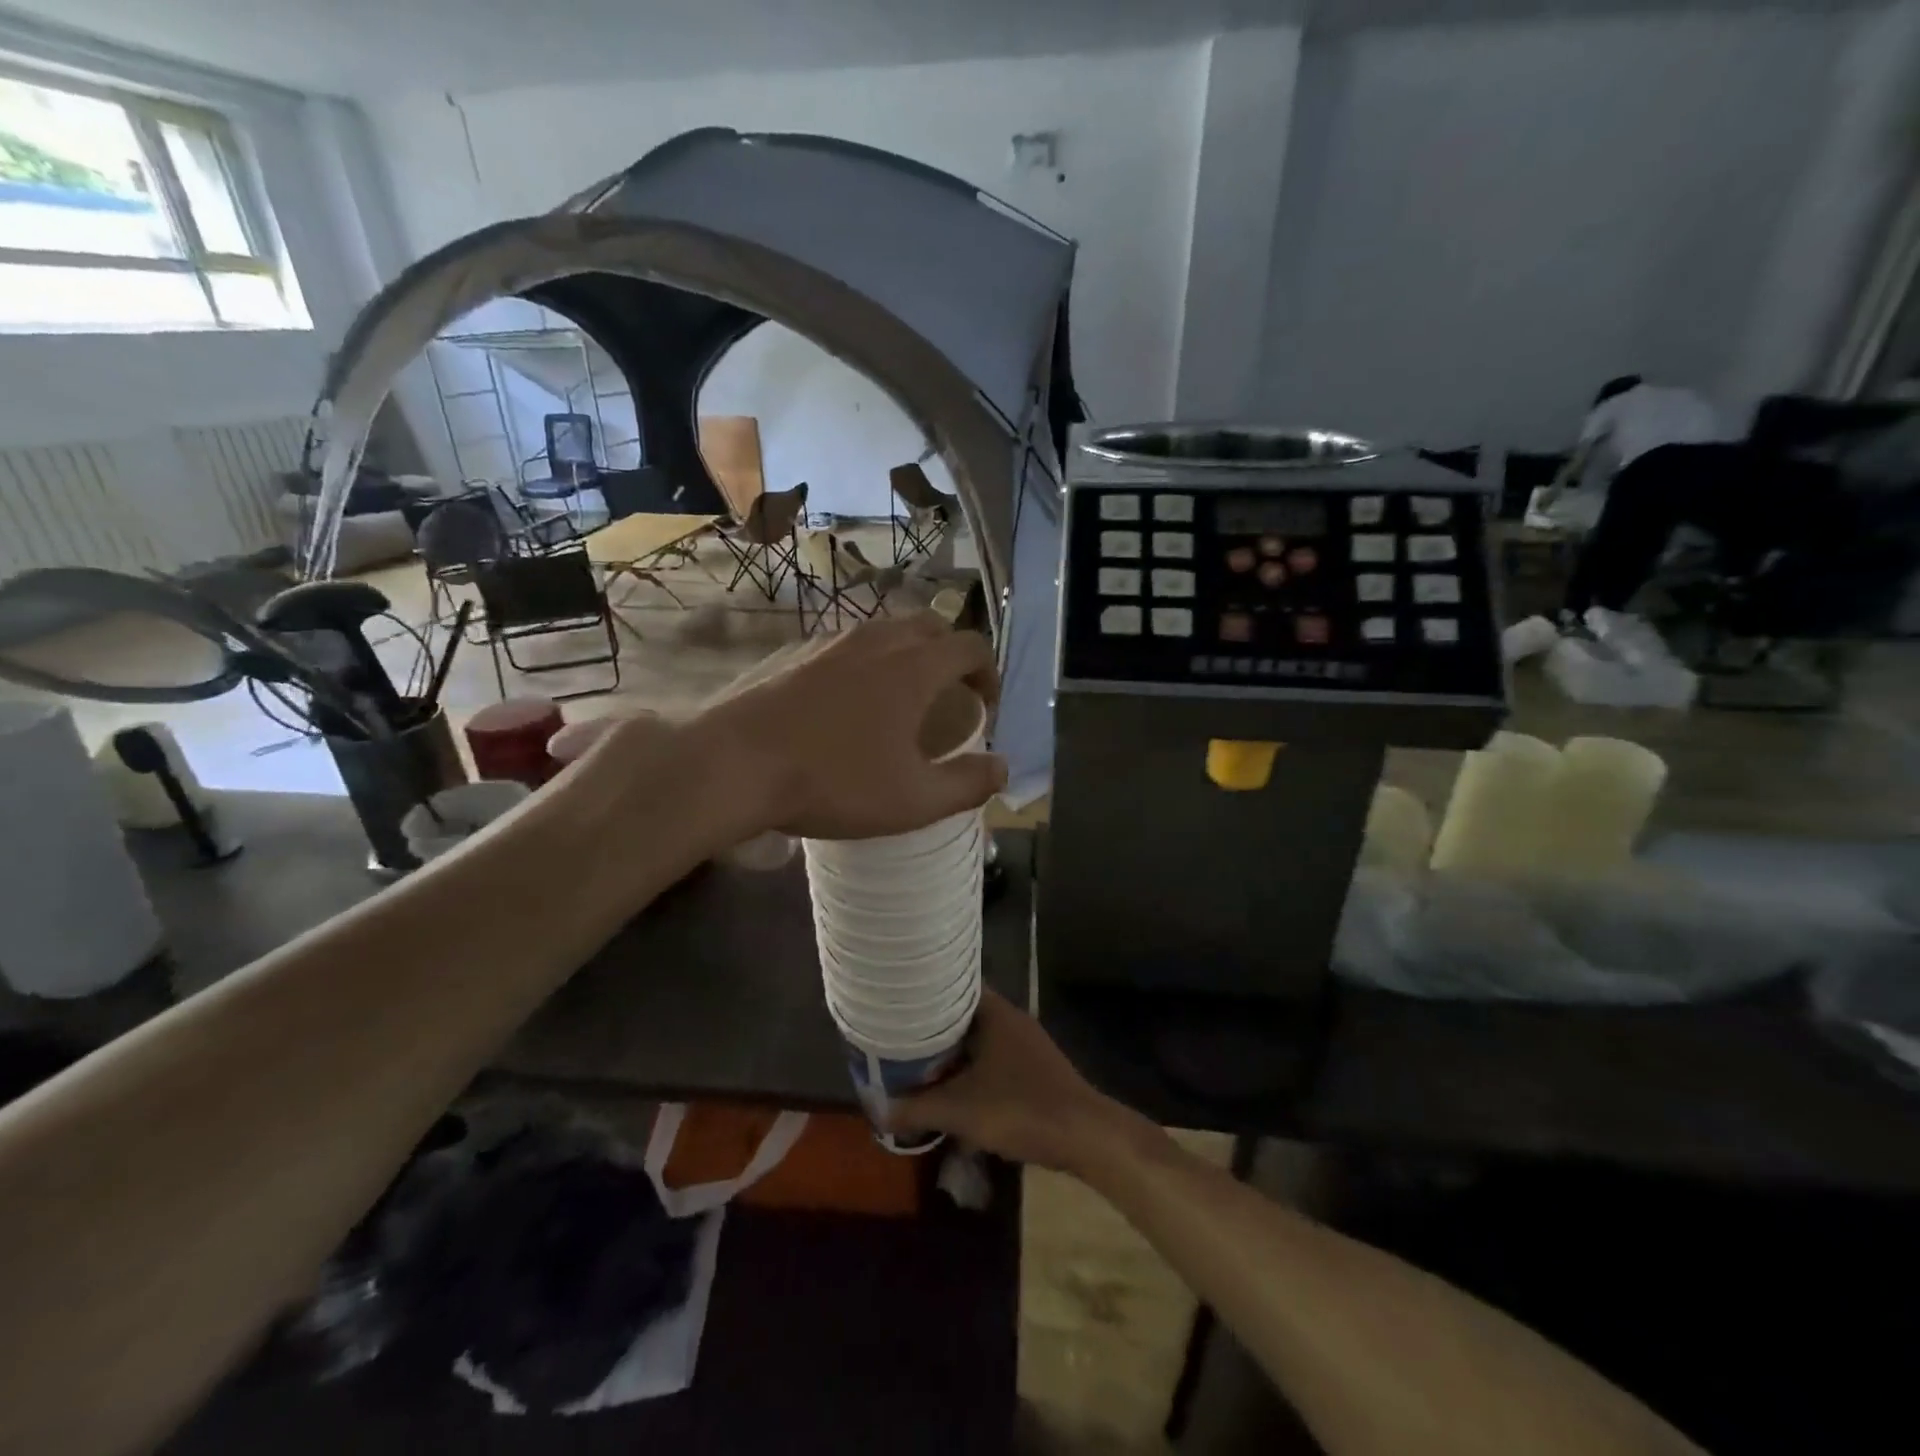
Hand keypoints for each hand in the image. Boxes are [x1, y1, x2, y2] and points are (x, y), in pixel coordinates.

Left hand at [700, 613, 1005, 840]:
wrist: (734, 765)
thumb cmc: (833, 782)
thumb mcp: (913, 800)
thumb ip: (967, 784)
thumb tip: (1002, 769)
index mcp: (913, 667)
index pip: (970, 646)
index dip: (988, 672)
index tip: (986, 705)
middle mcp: (876, 641)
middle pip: (930, 626)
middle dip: (950, 654)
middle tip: (949, 695)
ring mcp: (830, 642)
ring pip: (885, 632)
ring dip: (907, 655)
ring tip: (900, 698)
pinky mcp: (794, 653)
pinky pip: (846, 646)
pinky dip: (866, 663)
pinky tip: (847, 704)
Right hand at [885, 990, 1130, 1172]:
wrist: (1084, 1136)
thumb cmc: (1020, 1107)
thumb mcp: (960, 1110)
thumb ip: (916, 1108)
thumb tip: (879, 1109)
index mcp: (995, 1012)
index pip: (954, 984)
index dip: (925, 990)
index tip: (897, 999)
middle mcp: (1011, 1019)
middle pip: (963, 1013)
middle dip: (933, 1026)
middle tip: (899, 1035)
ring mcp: (1025, 1044)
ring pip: (978, 1038)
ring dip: (952, 1051)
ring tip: (918, 1061)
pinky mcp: (1033, 1069)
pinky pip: (992, 1059)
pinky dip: (971, 1068)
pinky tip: (953, 1088)